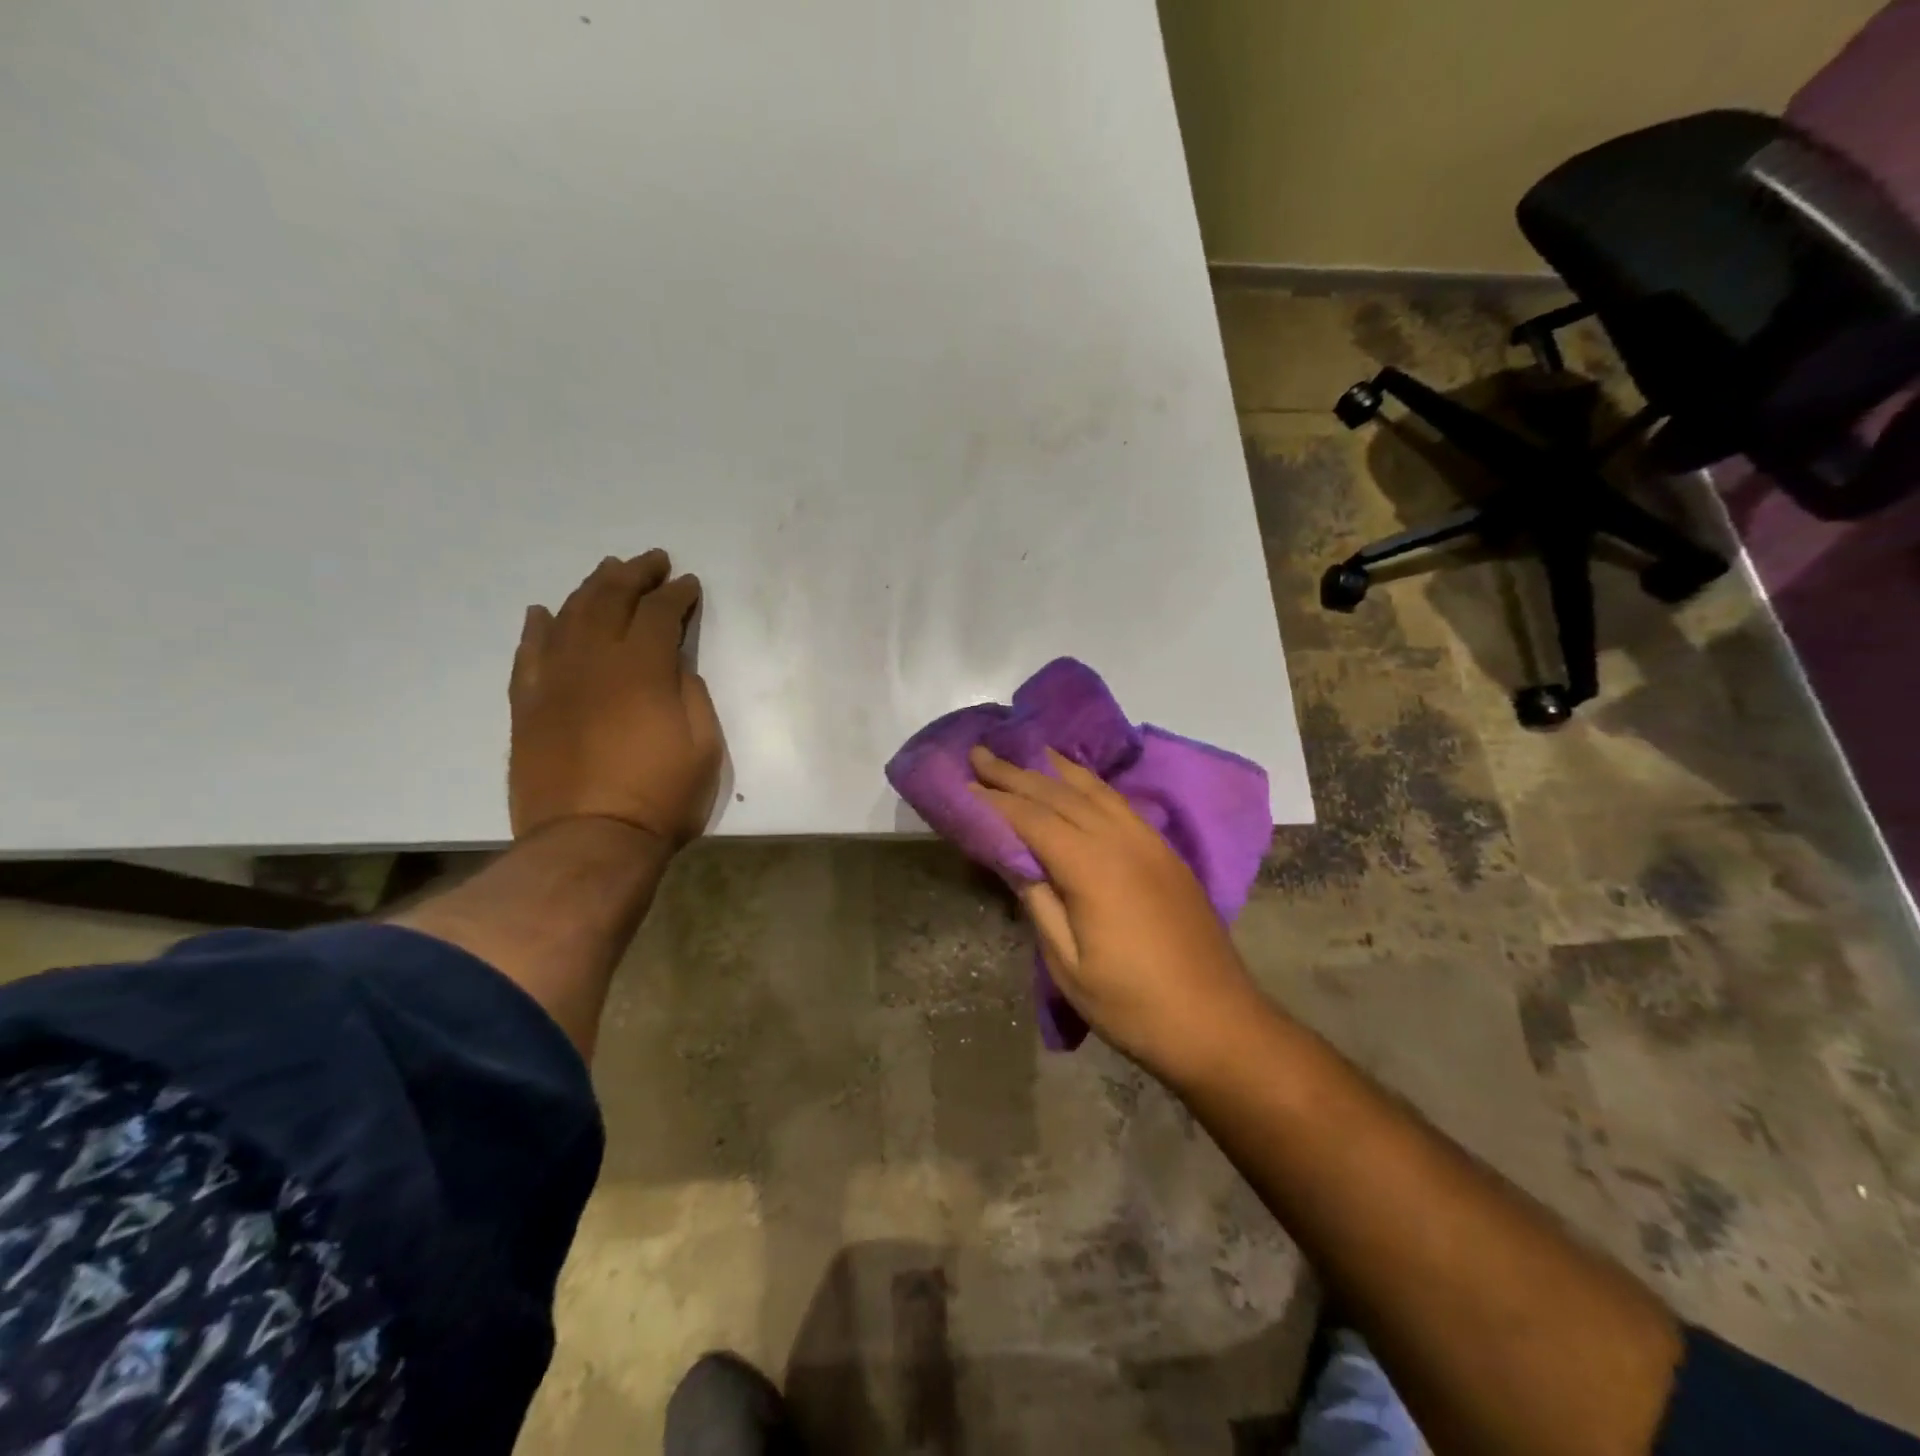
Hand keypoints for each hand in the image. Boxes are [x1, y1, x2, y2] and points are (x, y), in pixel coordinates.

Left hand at [509, 550, 723, 849]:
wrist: (589, 842)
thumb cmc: (661, 797)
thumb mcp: (704, 747)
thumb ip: (692, 695)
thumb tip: (674, 667)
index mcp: (644, 669)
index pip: (660, 613)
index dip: (677, 594)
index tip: (688, 585)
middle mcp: (595, 661)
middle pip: (611, 599)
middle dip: (635, 574)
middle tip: (652, 561)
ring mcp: (555, 681)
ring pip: (569, 616)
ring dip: (591, 588)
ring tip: (607, 572)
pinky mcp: (528, 706)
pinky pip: (528, 654)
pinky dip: (538, 628)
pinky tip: (544, 612)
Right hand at [968, 745, 1264, 1078]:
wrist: (1217, 1021)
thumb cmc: (1132, 1004)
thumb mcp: (1068, 964)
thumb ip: (1039, 903)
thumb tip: (1013, 859)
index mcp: (1092, 867)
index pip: (1032, 819)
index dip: (995, 800)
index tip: (964, 783)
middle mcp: (1121, 839)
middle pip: (1060, 794)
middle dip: (1017, 773)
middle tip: (981, 753)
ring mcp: (1149, 841)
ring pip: (1094, 790)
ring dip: (1055, 769)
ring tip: (1027, 752)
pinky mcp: (1165, 851)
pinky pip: (1120, 802)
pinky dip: (1091, 784)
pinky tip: (1079, 782)